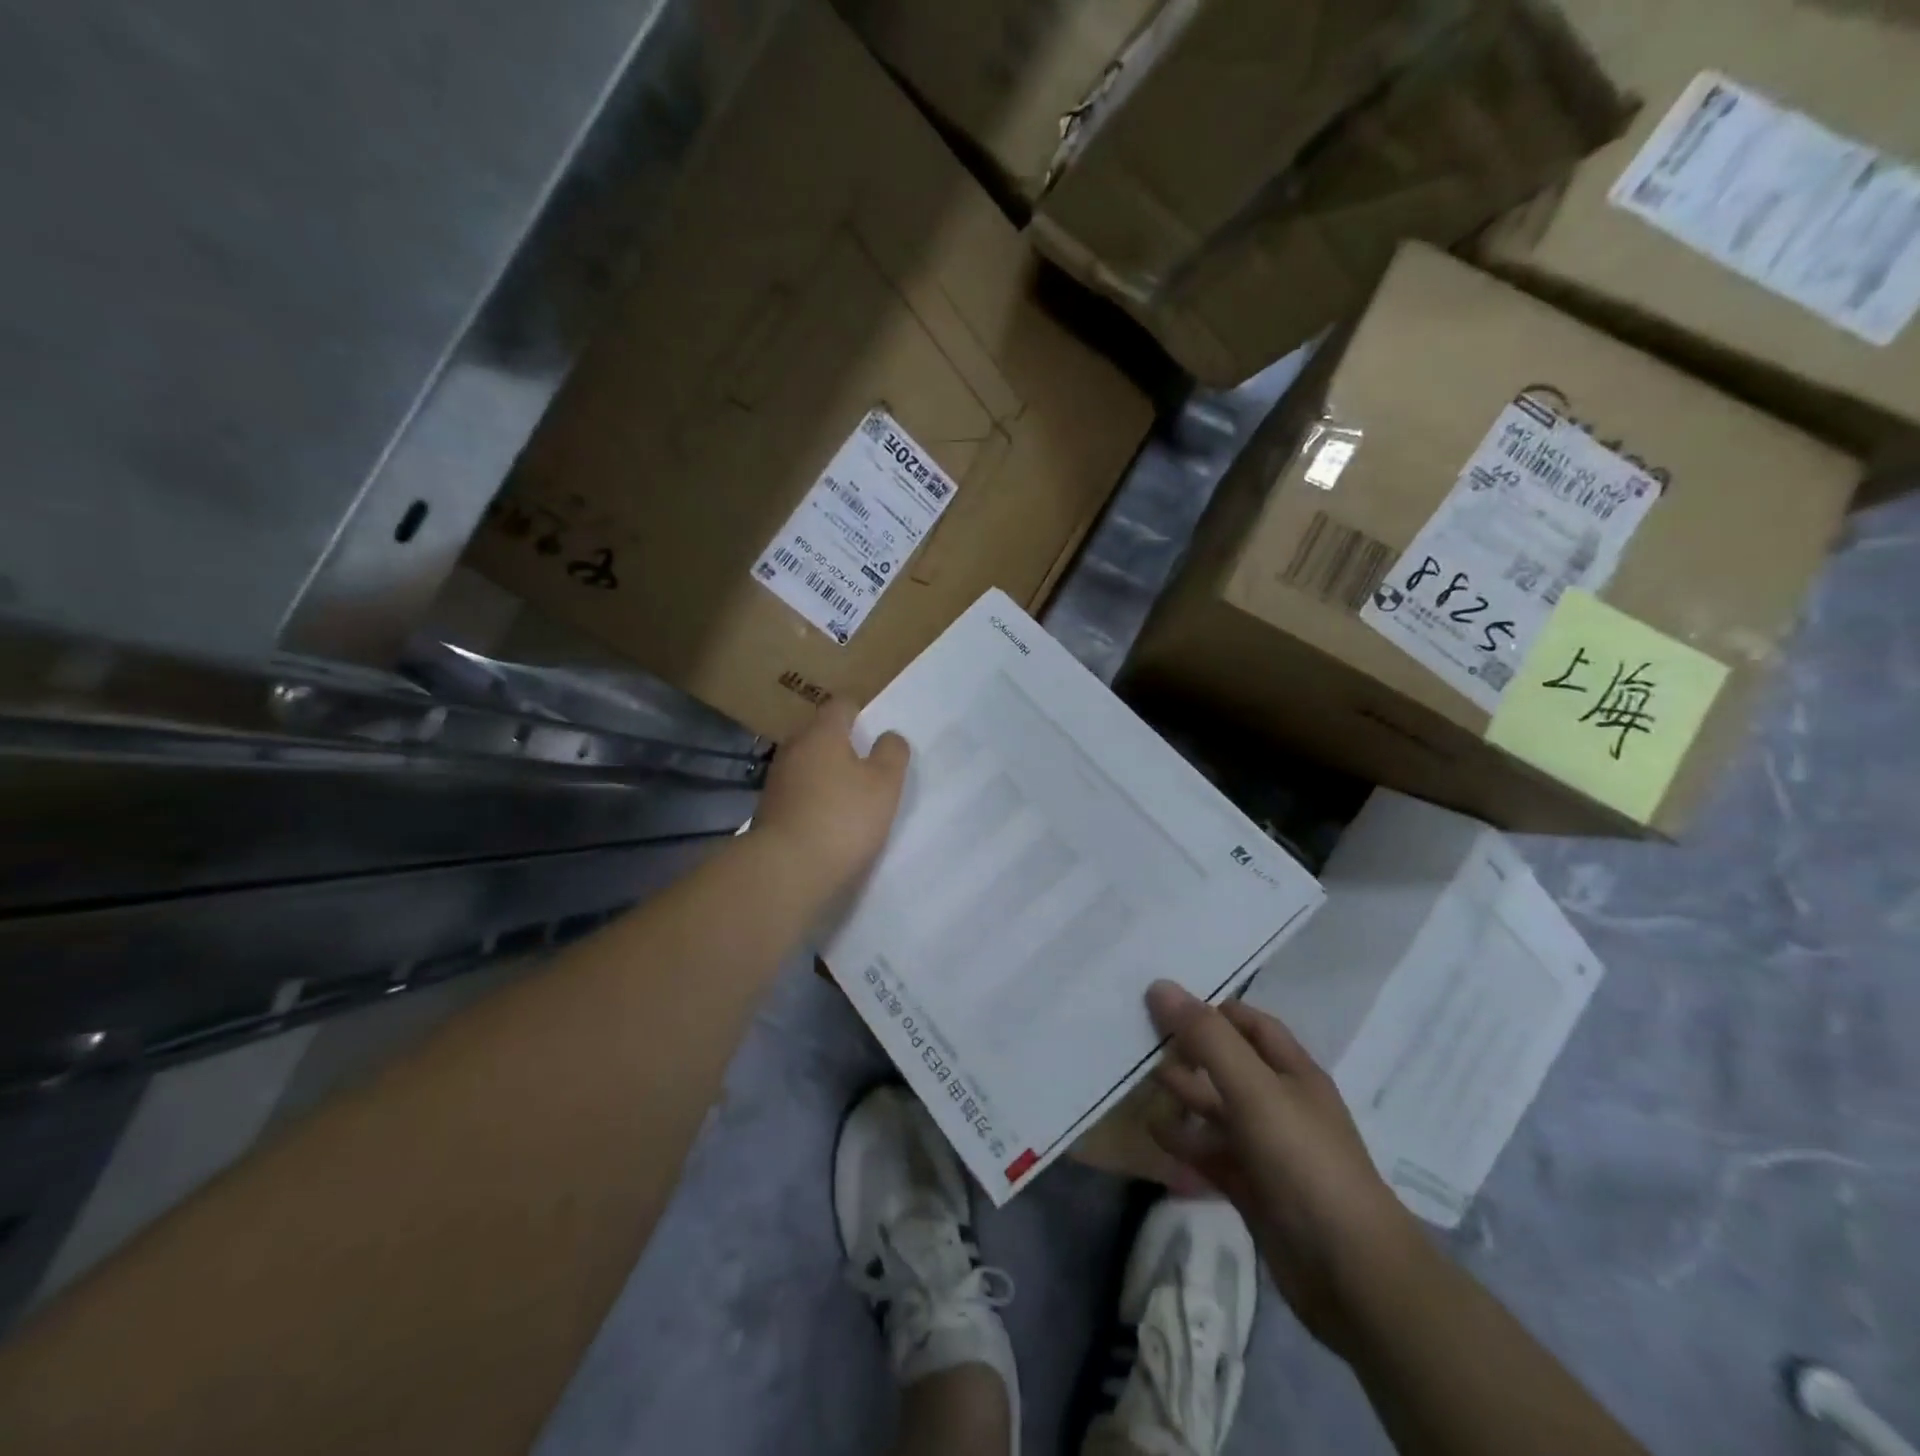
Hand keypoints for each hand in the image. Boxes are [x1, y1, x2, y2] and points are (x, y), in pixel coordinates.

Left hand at [754, 699, 908, 893]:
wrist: (786, 869)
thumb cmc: (843, 818)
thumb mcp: (885, 783)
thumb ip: (892, 752)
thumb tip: (888, 736)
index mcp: (822, 732)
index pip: (842, 705)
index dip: (862, 714)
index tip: (877, 737)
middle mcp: (794, 747)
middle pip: (822, 734)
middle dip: (844, 746)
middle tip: (870, 770)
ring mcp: (777, 779)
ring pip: (809, 764)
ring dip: (827, 775)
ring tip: (850, 800)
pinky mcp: (769, 809)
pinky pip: (798, 793)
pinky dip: (813, 800)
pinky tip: (828, 822)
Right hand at [1145, 982, 1422, 1354]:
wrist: (1350, 1273)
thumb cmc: (1304, 1161)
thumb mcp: (1254, 1089)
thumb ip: (1208, 1038)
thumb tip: (1161, 986)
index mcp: (1292, 1072)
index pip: (1249, 1024)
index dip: (1210, 1010)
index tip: (1163, 1002)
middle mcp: (1280, 1104)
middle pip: (1228, 1064)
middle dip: (1188, 1052)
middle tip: (1139, 1040)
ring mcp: (1267, 1149)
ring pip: (1217, 1110)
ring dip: (1183, 1097)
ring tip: (1140, 1084)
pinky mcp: (1253, 1188)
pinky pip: (1212, 1155)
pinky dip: (1185, 1145)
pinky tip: (1155, 1137)